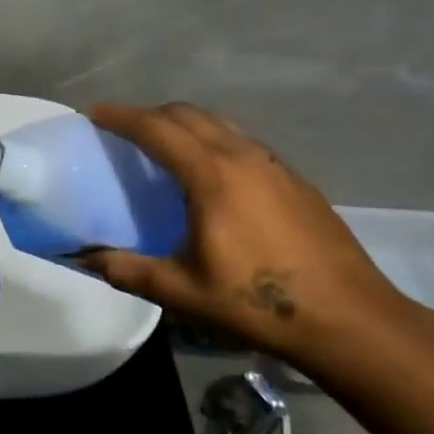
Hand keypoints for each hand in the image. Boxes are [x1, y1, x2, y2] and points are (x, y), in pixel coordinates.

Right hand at [79, 103, 414, 360]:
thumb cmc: (258, 303)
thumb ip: (127, 270)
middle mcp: (244, 157)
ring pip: (221, 124)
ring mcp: (276, 166)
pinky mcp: (297, 181)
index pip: (157, 129)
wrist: (350, 320)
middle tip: (123, 130)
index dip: (122, 117)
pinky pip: (244, 143)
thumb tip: (83, 258)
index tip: (95, 114)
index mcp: (212, 175)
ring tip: (164, 146)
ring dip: (185, 124)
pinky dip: (215, 141)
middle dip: (151, 114)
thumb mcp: (181, 291)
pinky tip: (213, 175)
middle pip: (189, 115)